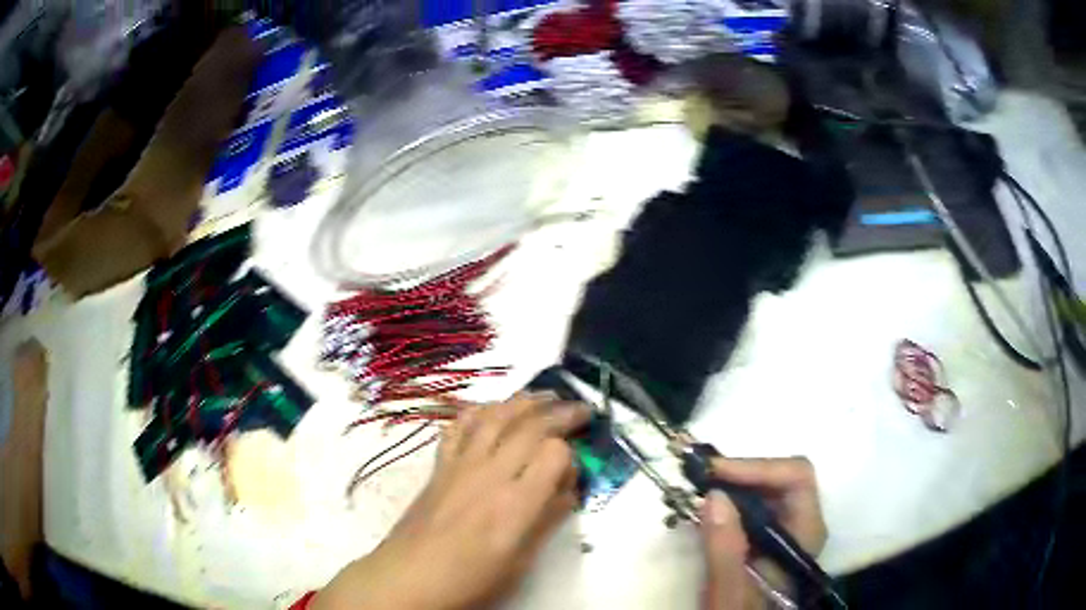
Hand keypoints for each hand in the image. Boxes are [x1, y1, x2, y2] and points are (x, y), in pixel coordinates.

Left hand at [314, 393, 589, 609]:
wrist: (410, 576)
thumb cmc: (470, 580)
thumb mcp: (520, 562)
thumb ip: (547, 520)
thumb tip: (567, 490)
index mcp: (516, 504)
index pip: (554, 453)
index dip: (571, 453)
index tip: (575, 466)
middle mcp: (490, 474)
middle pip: (530, 426)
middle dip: (561, 412)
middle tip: (581, 409)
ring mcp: (461, 465)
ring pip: (495, 416)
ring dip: (524, 401)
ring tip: (545, 396)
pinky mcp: (440, 465)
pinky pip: (460, 425)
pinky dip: (479, 410)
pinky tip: (492, 409)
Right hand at [699, 457, 826, 609]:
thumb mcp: (730, 592)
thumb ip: (725, 549)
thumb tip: (714, 495)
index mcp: (806, 533)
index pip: (796, 478)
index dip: (756, 467)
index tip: (713, 473)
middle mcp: (803, 523)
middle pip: (781, 477)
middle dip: (740, 473)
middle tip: (698, 477)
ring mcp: (786, 529)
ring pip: (766, 488)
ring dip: (732, 484)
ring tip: (697, 489)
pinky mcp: (768, 536)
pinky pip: (753, 505)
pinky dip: (728, 501)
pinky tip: (704, 509)